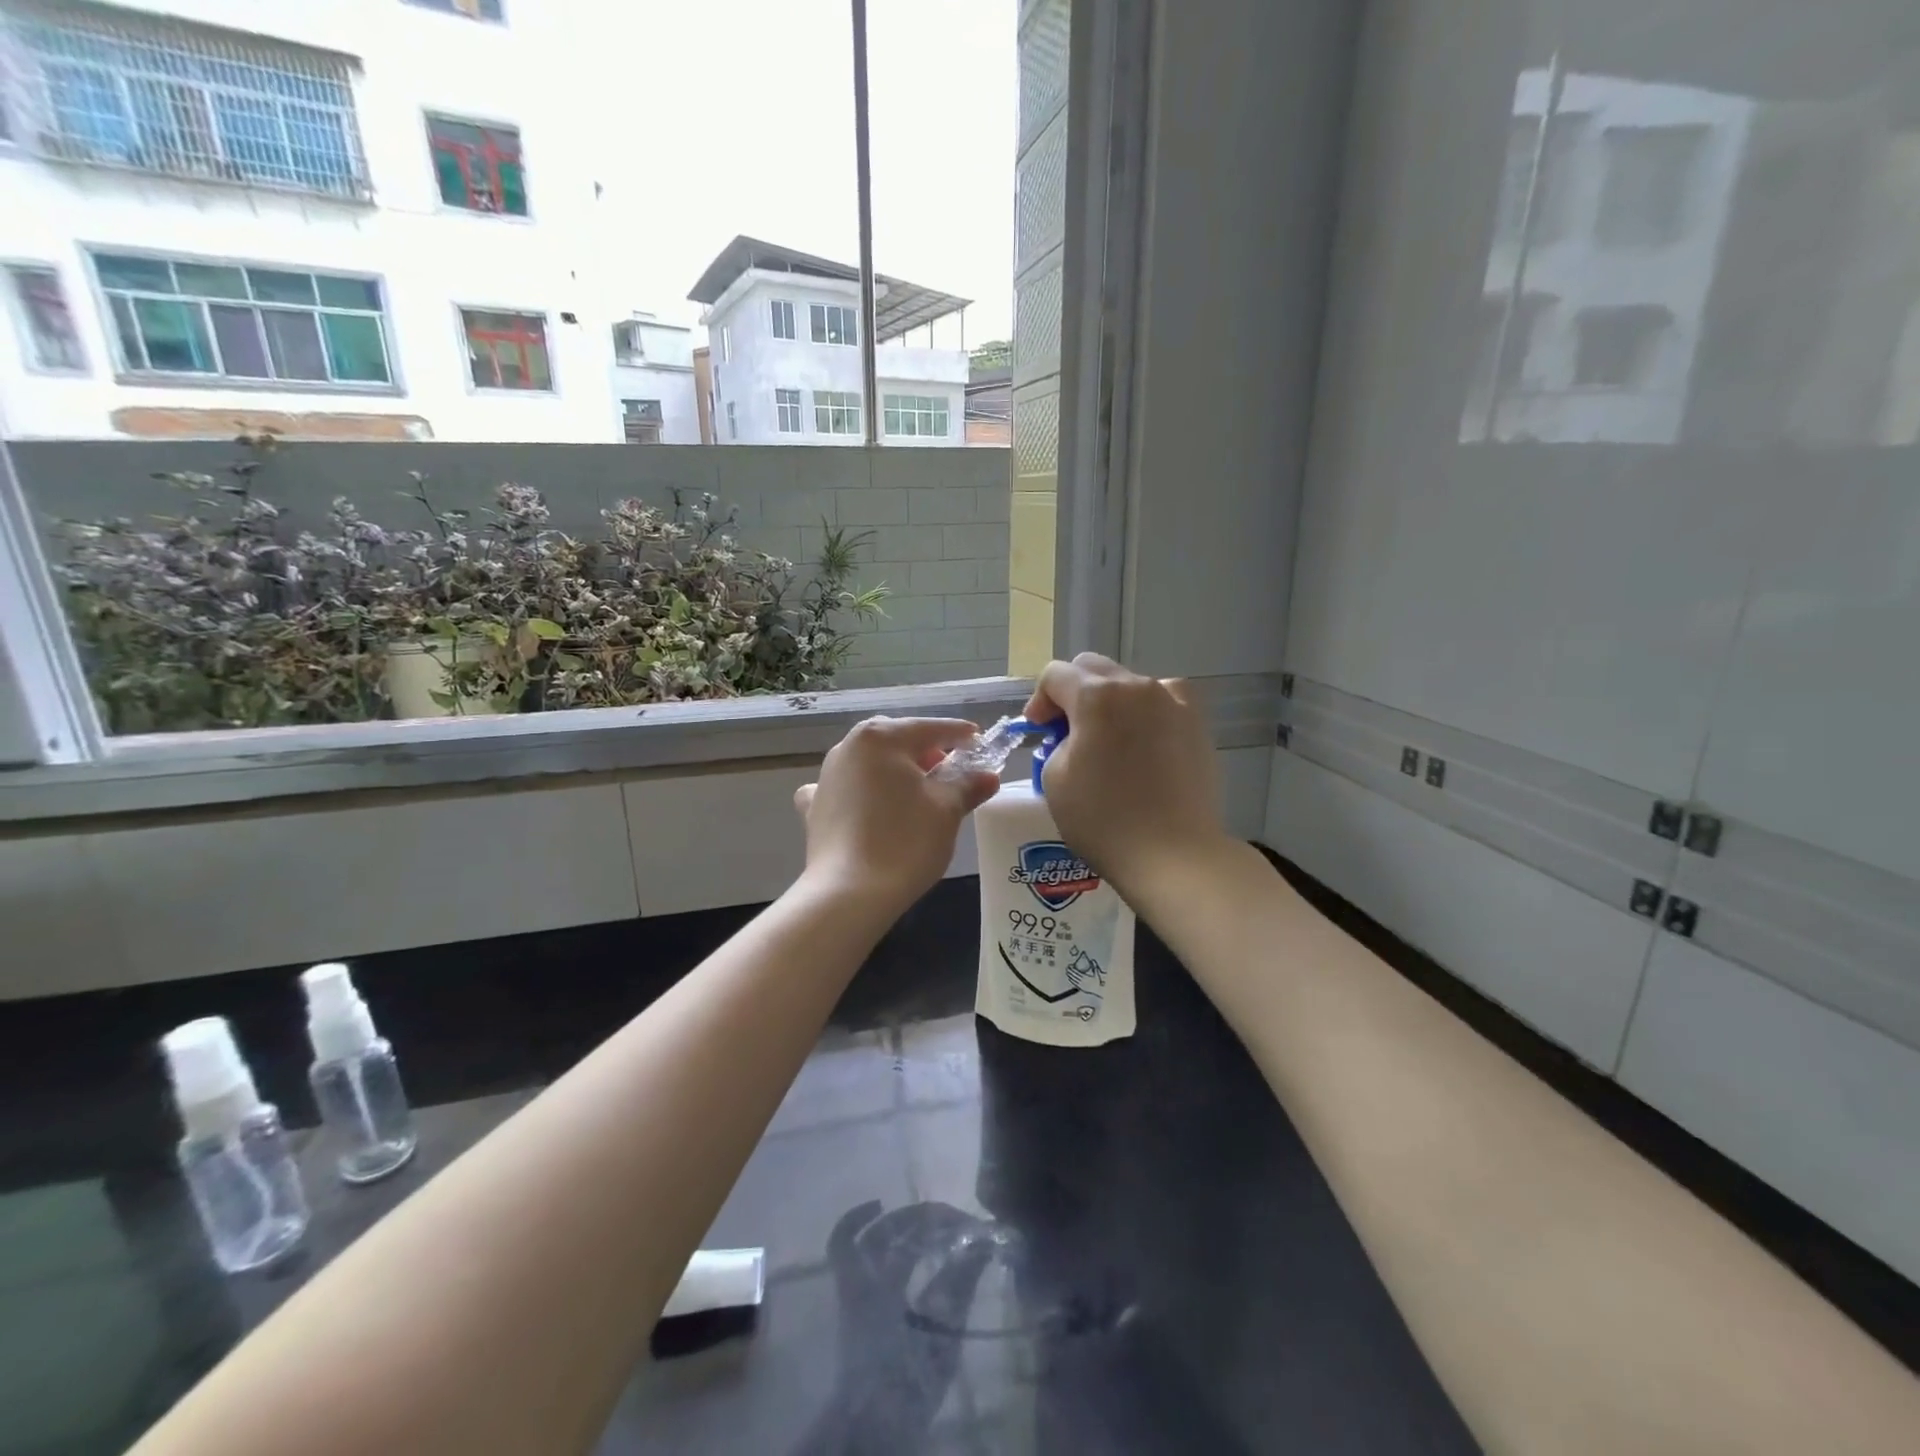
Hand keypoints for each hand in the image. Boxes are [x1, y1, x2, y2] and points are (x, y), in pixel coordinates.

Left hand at [795, 717, 999, 914]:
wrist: (849, 893)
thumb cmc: (905, 841)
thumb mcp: (947, 810)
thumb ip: (968, 785)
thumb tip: (988, 775)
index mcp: (882, 737)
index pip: (931, 728)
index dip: (960, 735)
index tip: (980, 742)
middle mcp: (849, 747)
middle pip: (897, 741)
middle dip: (926, 752)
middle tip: (952, 773)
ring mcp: (827, 776)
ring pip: (870, 763)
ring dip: (895, 770)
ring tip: (917, 793)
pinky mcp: (816, 807)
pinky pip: (843, 789)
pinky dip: (858, 792)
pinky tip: (864, 806)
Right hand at [1021, 654, 1228, 894]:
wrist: (1174, 854)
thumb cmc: (1104, 820)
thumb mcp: (1055, 778)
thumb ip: (1058, 741)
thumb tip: (1076, 735)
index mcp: (1097, 695)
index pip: (1056, 675)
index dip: (1039, 700)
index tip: (1038, 731)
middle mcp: (1138, 686)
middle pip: (1093, 669)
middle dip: (1072, 694)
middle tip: (1065, 732)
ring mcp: (1174, 701)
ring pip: (1130, 684)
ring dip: (1109, 702)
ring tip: (1107, 740)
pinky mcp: (1197, 723)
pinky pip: (1163, 702)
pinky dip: (1145, 713)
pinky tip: (1143, 743)